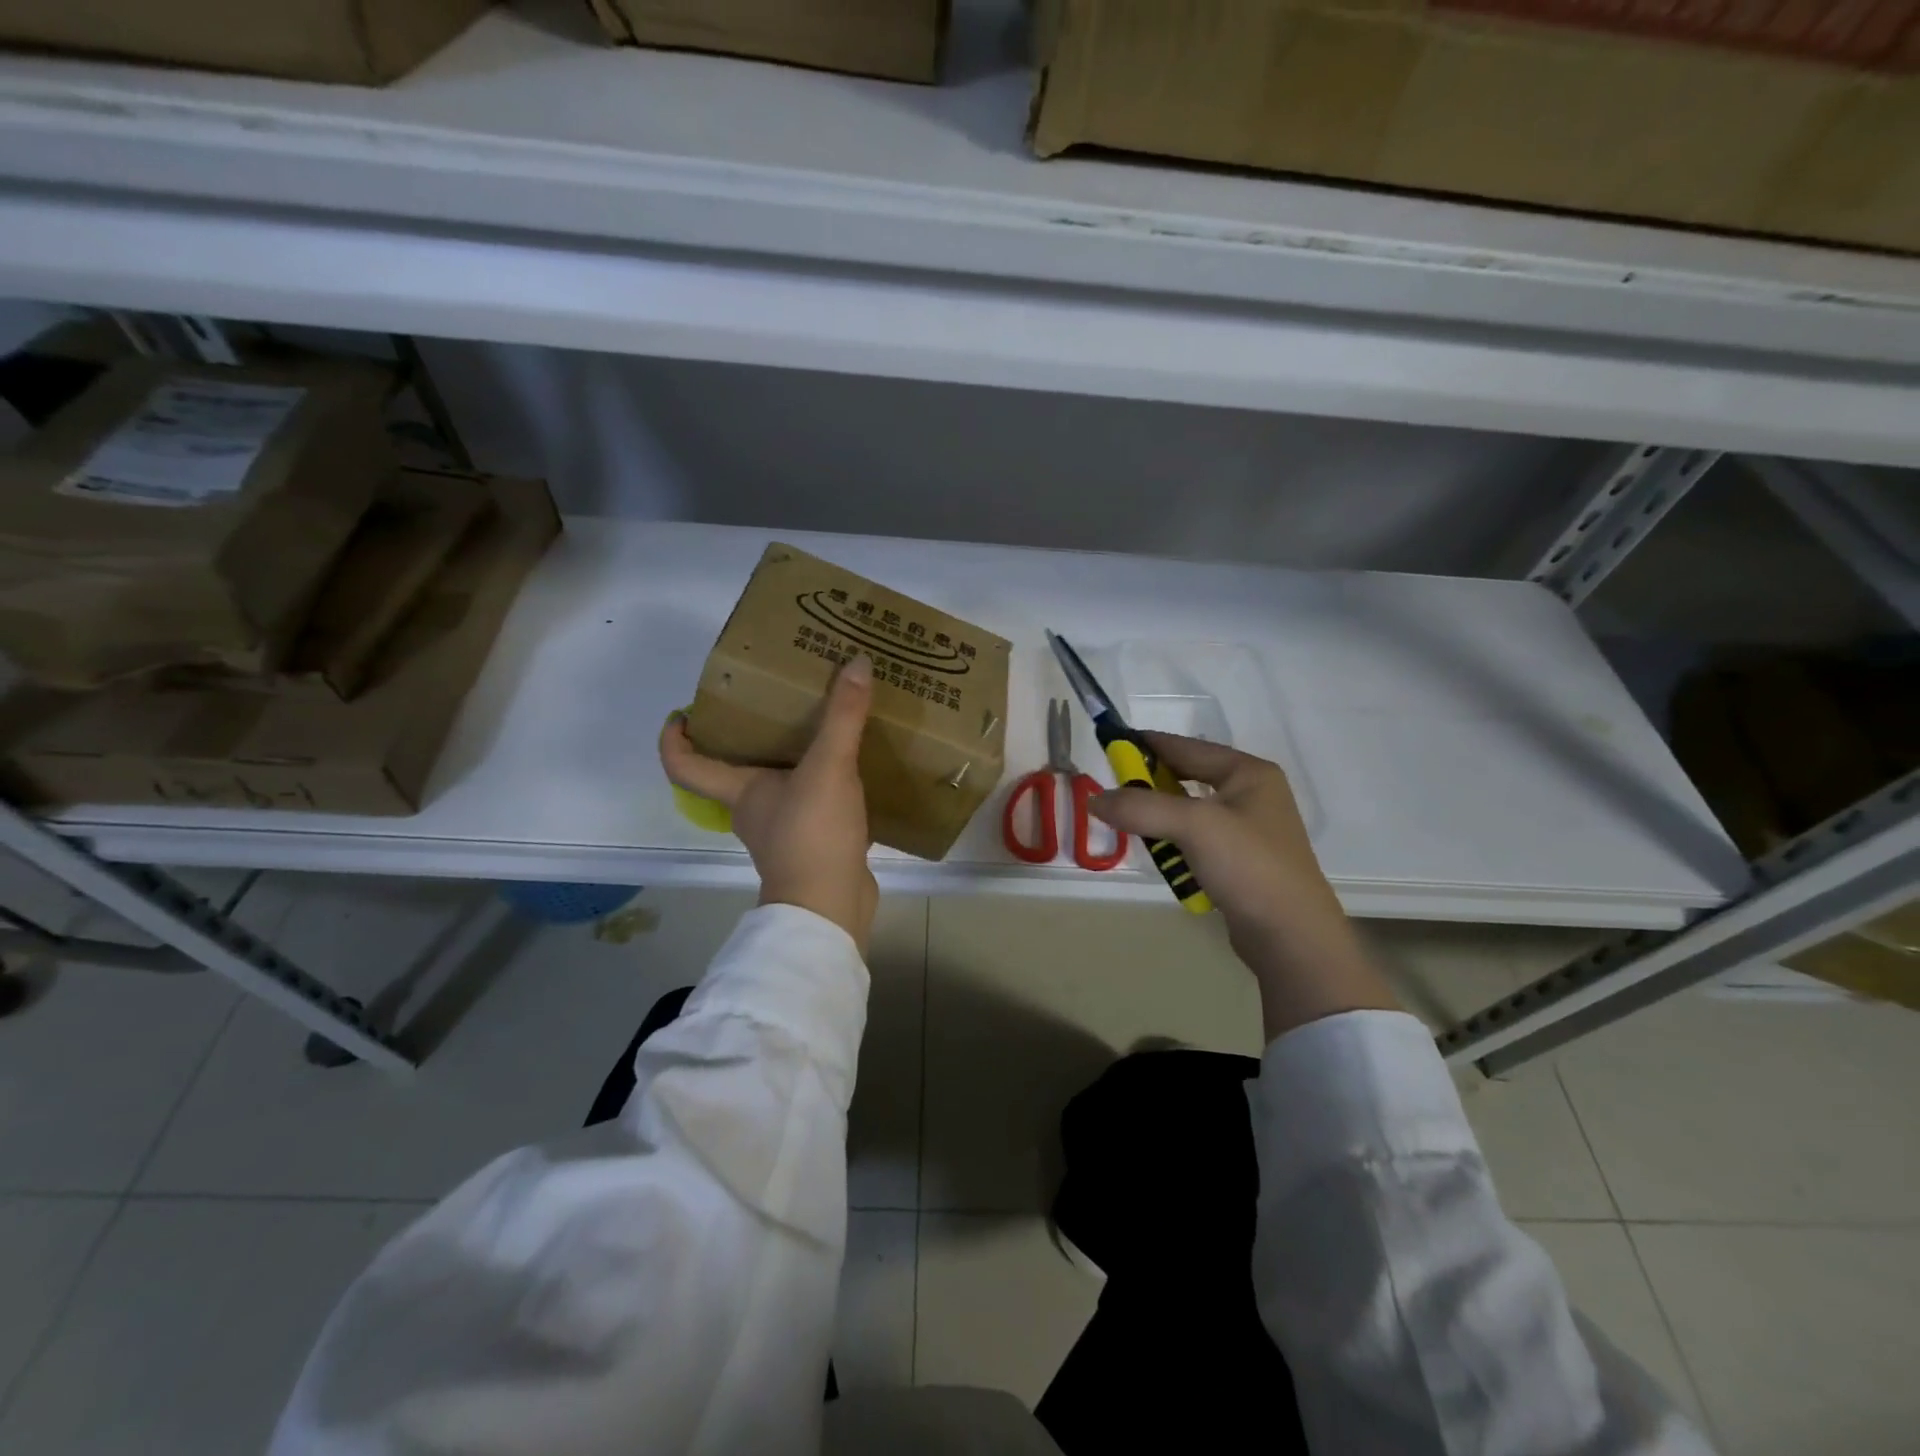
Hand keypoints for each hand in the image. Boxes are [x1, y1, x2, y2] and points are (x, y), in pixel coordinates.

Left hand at [660, 654, 878, 954]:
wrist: (831, 907)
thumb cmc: (811, 835)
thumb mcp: (828, 767)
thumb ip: (842, 717)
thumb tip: (856, 662)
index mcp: (740, 791)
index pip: (685, 764)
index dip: (674, 738)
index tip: (682, 712)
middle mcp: (754, 811)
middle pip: (734, 770)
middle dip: (747, 737)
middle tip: (773, 702)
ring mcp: (784, 832)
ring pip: (779, 787)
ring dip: (792, 762)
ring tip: (822, 728)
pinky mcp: (815, 846)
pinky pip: (814, 806)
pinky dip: (826, 788)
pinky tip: (855, 771)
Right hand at [1088, 733, 1398, 1040]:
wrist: (1292, 937)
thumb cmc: (1248, 867)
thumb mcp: (1193, 826)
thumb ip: (1141, 807)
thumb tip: (1095, 799)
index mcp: (1248, 772)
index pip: (1186, 746)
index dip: (1146, 744)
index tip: (1109, 745)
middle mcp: (1251, 794)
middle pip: (1186, 777)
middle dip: (1149, 785)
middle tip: (1113, 793)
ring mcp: (1247, 830)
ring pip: (1188, 811)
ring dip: (1159, 818)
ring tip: (1131, 826)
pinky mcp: (1240, 861)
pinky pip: (1195, 840)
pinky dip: (1173, 843)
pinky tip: (1161, 856)